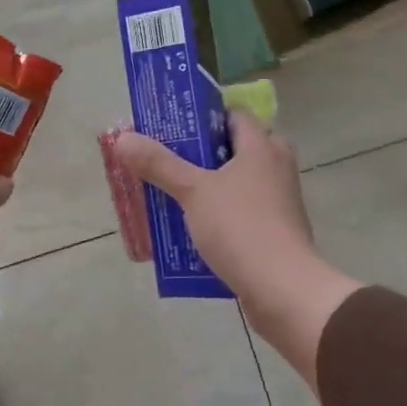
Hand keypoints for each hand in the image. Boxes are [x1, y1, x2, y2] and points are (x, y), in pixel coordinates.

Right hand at [112, 111, 360, 386]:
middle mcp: (276, 167)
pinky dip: (219, 215)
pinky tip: (190, 228)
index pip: (234, 115)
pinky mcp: (277, 232)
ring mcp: (279, 201)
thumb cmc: (240, 227)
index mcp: (262, 147)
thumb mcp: (193, 192)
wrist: (284, 290)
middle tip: (167, 161)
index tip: (173, 126)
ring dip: (207, 188)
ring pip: (236, 183)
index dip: (203, 116)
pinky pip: (242, 213)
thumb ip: (158, 164)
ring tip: (170, 194)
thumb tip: (122, 138)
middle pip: (234, 149)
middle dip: (200, 155)